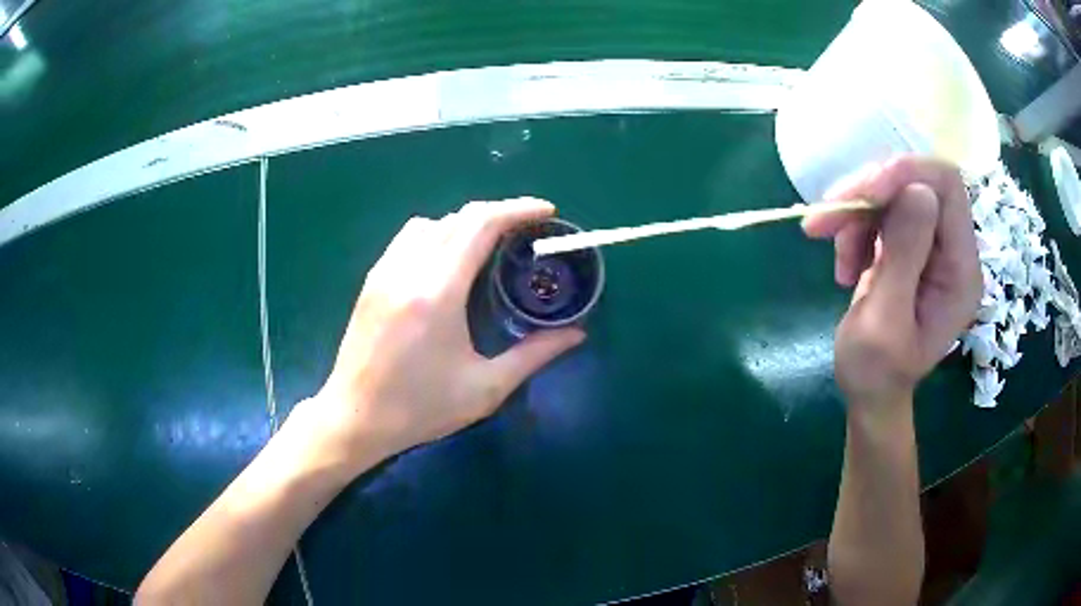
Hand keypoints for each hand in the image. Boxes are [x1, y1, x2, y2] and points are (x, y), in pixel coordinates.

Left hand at [287, 197, 584, 478]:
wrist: (355, 418)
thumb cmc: (420, 408)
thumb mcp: (485, 388)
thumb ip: (534, 355)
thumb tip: (577, 334)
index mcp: (438, 292)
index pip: (481, 225)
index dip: (517, 209)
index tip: (546, 211)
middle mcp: (408, 269)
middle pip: (458, 217)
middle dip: (498, 213)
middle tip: (528, 229)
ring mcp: (384, 272)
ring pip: (430, 223)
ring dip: (465, 223)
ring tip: (489, 244)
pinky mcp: (372, 281)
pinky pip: (408, 239)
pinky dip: (437, 234)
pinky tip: (447, 261)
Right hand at [802, 156, 980, 406]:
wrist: (870, 391)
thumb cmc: (876, 371)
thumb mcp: (885, 322)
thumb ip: (905, 257)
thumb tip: (916, 190)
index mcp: (961, 271)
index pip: (948, 189)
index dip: (906, 175)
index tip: (862, 193)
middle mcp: (953, 250)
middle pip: (917, 183)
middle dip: (869, 193)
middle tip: (825, 219)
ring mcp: (932, 246)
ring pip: (894, 193)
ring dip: (856, 214)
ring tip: (835, 255)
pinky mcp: (911, 245)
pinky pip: (883, 210)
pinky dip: (856, 225)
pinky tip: (844, 260)